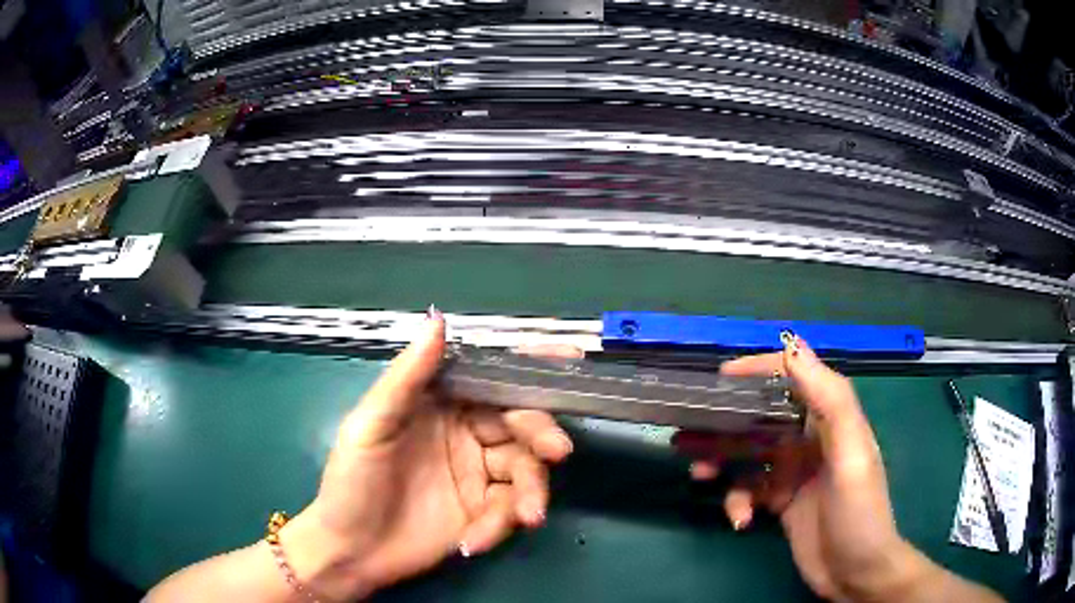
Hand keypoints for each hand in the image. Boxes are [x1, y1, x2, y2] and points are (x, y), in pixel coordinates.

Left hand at [283, 310, 573, 599]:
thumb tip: (438, 319)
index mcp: (440, 405)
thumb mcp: (371, 426)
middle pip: (520, 423)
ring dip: (532, 490)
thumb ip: (407, 377)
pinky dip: (501, 525)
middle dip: (542, 433)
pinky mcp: (484, 512)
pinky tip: (474, 541)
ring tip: (526, 516)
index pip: (490, 378)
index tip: (569, 357)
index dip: (529, 367)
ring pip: (525, 470)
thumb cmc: (351, 483)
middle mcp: (465, 434)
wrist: (350, 551)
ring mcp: (477, 475)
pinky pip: (509, 510)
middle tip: (557, 450)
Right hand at [674, 338, 921, 600]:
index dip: (760, 370)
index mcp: (830, 419)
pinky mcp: (781, 501)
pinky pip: (749, 491)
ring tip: (700, 473)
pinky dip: (738, 502)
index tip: (721, 377)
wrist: (855, 573)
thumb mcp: (851, 456)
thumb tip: (794, 348)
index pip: (794, 378)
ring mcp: (794, 472)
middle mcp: (810, 439)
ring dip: (723, 462)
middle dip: (728, 422)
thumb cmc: (860, 511)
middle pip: (763, 418)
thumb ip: (830, 402)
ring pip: (749, 455)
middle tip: (690, 430)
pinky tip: (740, 521)